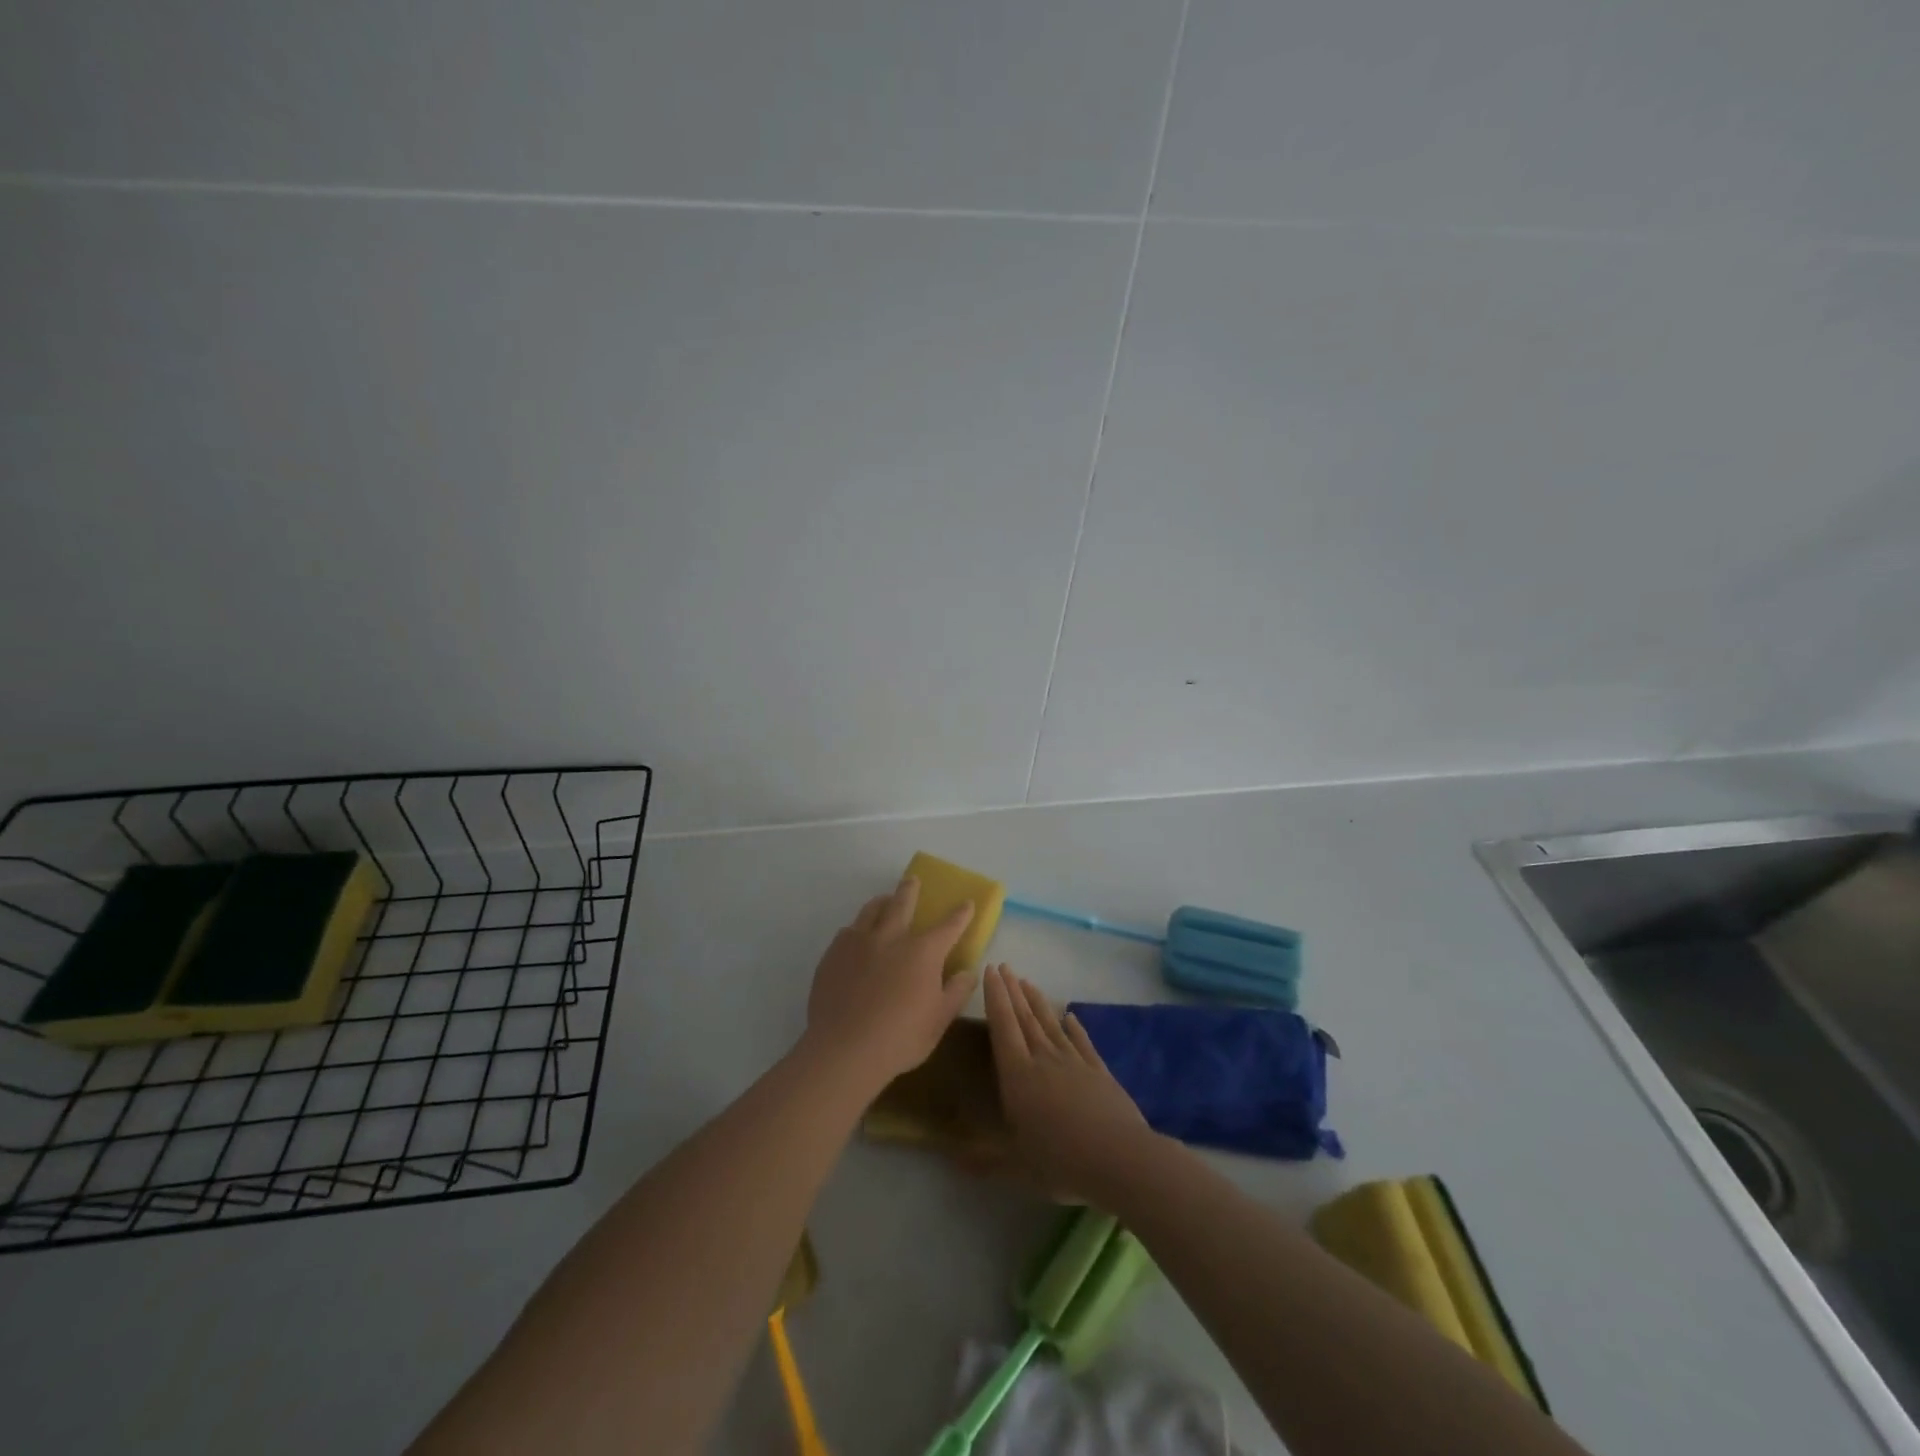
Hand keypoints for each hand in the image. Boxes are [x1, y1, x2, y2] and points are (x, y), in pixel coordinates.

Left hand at [804, 876, 977, 1088]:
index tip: (966, 902)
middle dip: (910, 890)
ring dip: (881, 902)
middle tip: (912, 880)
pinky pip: (847, 932)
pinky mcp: (833, 955)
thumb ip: (956, 992)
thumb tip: (968, 972)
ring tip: (884, 901)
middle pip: (902, 904)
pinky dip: (857, 929)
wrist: (844, 1050)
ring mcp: (858, 943)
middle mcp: (891, 938)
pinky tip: (856, 937)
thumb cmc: (900, 1038)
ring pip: (871, 911)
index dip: (960, 914)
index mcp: (922, 952)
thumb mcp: (939, 1020)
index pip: (948, 926)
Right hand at [982, 965, 1157, 1206]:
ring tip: (1028, 981)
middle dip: (1013, 991)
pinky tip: (1070, 1015)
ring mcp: (1074, 1063)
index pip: (1003, 1027)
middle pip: (1025, 1019)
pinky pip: (1082, 1042)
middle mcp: (1044, 1060)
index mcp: (1019, 1076)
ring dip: (1038, 1002)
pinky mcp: (1099, 1072)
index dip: (996, 998)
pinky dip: (1074, 1027)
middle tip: (1005, 966)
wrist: (1121, 1159)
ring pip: (1051, 1024)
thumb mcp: (1018, 1167)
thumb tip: (951, 1159)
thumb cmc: (1062, 1162)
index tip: (990, 971)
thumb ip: (986, 1160)